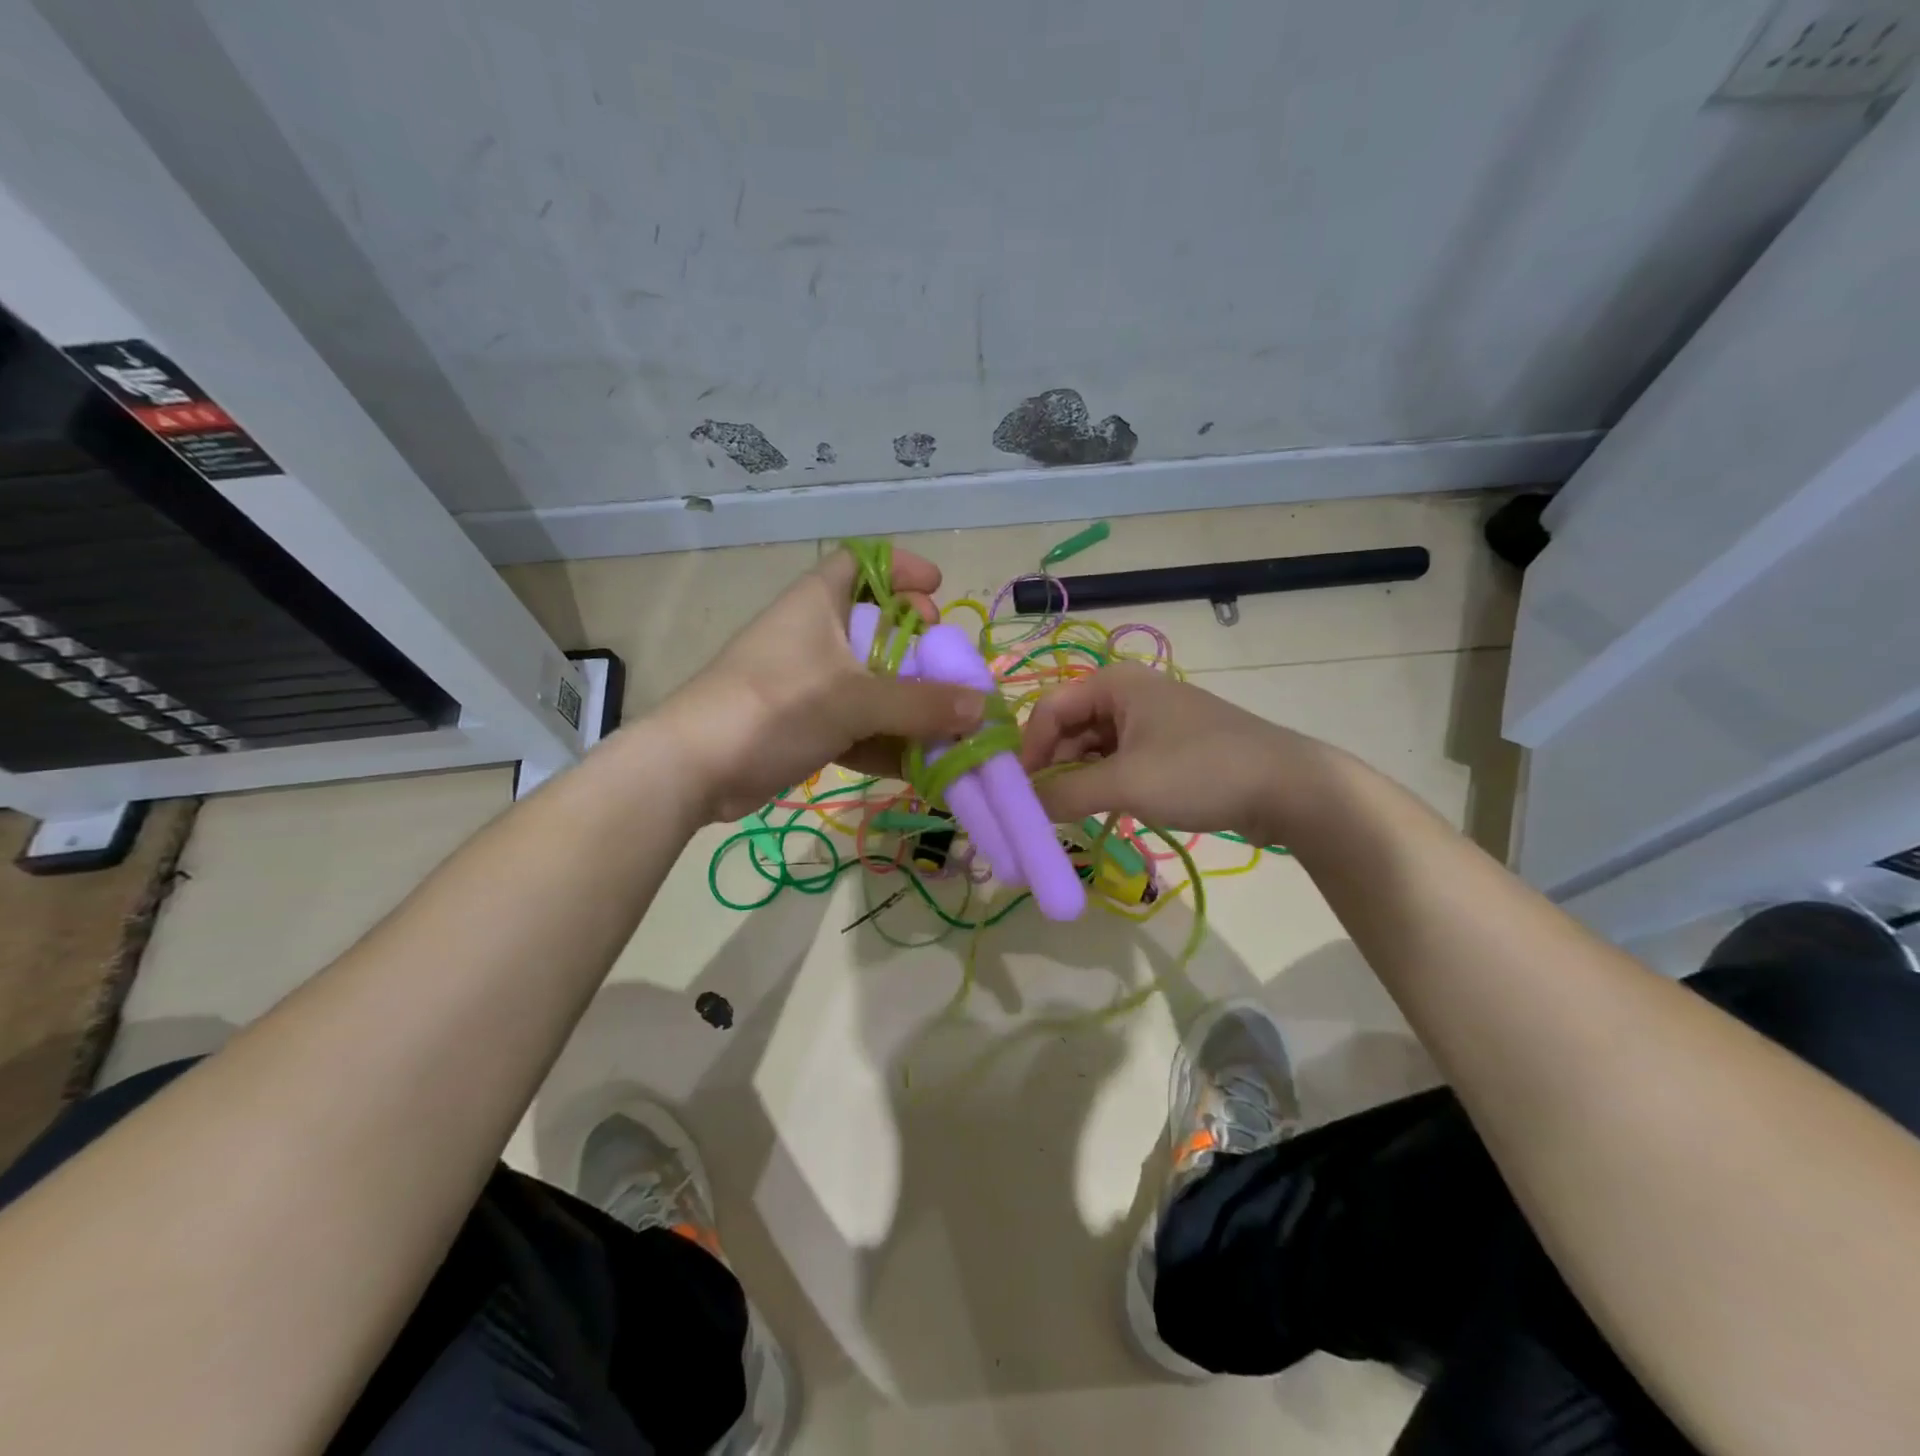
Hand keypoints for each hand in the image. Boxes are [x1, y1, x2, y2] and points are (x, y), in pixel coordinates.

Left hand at [658, 548, 986, 821]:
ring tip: (951, 724)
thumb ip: (920, 704)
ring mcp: (809, 683)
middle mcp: (815, 635)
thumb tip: (982, 708)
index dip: (901, 568)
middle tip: (947, 666)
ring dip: (909, 704)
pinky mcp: (804, 725)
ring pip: (871, 682)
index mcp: (819, 603)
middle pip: (877, 626)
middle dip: (919, 647)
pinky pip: (857, 725)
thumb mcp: (854, 700)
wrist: (695, 768)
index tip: (937, 590)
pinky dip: (886, 740)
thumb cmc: (775, 707)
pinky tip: (921, 764)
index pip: (861, 562)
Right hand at [1019, 664, 1321, 844]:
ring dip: (1077, 778)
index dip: (1028, 749)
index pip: (1049, 709)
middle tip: (1040, 809)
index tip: (1018, 792)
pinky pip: (1120, 760)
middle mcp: (1130, 694)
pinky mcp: (1170, 748)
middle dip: (1052, 765)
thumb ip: (1065, 793)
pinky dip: (1103, 783)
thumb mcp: (1125, 783)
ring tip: (1068, 814)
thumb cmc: (1199, 771)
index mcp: (1115, 684)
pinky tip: (1100, 810)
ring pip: (1094, 747)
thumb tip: (1022, 807)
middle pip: (1070, 727)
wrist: (1288, 788)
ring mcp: (1152, 721)